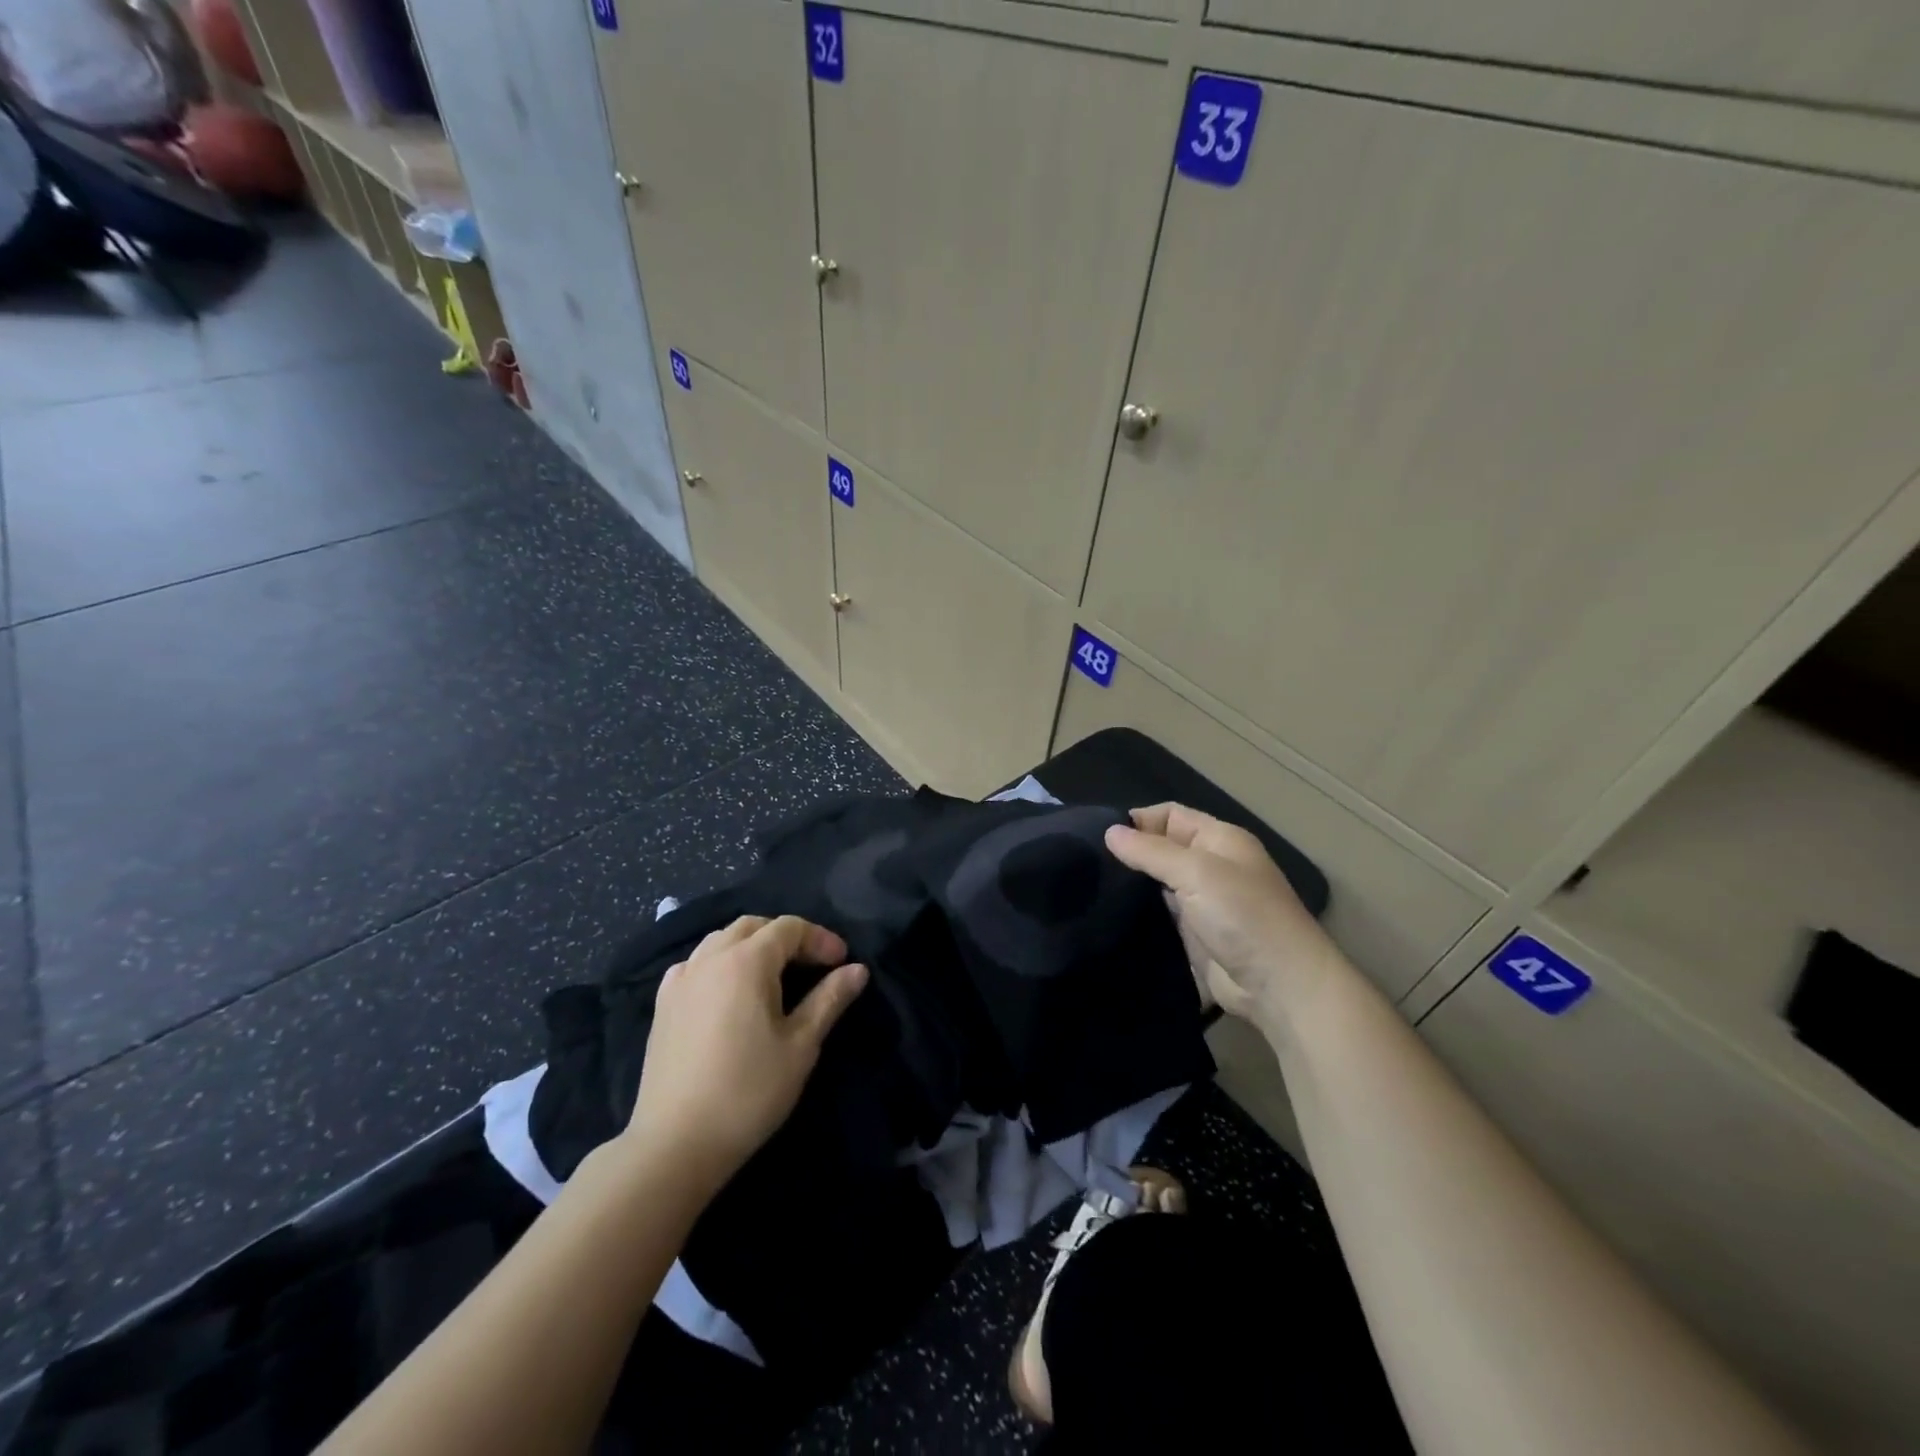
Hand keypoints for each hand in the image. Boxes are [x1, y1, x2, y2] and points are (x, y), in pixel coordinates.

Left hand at [624, 915, 867, 1194]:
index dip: (820, 939)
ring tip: (773, 975)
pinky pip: (695, 964)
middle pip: (754, 926)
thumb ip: (829, 999)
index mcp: (746, 961)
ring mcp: (680, 979)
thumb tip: (857, 970)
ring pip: (721, 940)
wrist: (675, 1144)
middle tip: (812, 965)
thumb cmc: (748, 1092)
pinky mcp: (662, 1004)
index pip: (790, 928)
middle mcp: (710, 958)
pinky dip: (719, 963)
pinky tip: (728, 991)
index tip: (842, 963)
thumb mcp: (801, 1045)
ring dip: (752, 946)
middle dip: (787, 937)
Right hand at [1105, 803, 1338, 1026]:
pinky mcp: (1192, 934)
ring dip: (1131, 884)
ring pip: (1157, 882)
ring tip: (1089, 886)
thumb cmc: (1243, 915)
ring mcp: (1201, 902)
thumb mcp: (1196, 872)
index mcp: (1219, 839)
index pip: (1170, 815)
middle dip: (1129, 852)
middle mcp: (1210, 866)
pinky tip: (1109, 913)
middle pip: (1161, 848)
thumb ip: (1150, 851)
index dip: (1138, 820)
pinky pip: (1159, 914)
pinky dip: (1138, 912)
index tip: (1098, 836)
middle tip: (1087, 863)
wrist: (1279, 985)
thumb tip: (1109, 832)